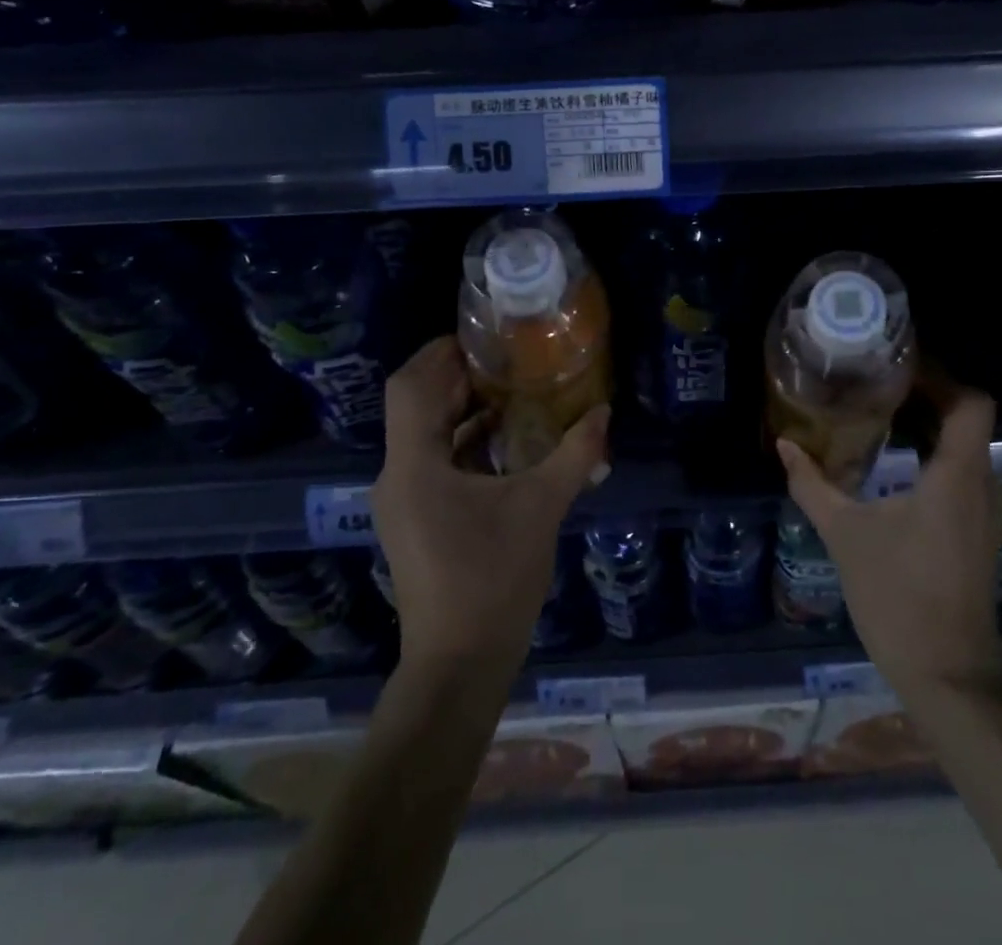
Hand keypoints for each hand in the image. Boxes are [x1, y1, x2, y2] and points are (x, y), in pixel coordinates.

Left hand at [375, 337, 609, 678]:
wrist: (459, 665)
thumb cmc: (493, 579)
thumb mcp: (542, 507)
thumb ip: (575, 454)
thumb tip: (604, 411)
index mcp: (414, 465)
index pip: (409, 386)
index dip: (439, 353)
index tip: (481, 337)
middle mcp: (397, 476)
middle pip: (416, 406)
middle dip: (457, 377)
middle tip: (507, 358)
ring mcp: (403, 501)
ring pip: (425, 435)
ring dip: (462, 410)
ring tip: (512, 391)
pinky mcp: (416, 521)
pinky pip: (433, 462)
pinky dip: (463, 443)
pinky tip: (505, 443)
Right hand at [778, 373, 1001, 696]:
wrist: (948, 674)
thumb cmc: (898, 596)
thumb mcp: (845, 535)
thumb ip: (813, 484)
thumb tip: (785, 444)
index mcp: (957, 475)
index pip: (972, 403)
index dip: (942, 377)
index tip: (899, 368)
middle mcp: (982, 484)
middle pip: (967, 419)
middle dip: (927, 396)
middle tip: (878, 384)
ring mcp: (986, 511)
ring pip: (966, 447)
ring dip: (930, 426)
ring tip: (881, 415)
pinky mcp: (979, 531)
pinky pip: (962, 473)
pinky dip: (934, 455)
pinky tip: (895, 465)